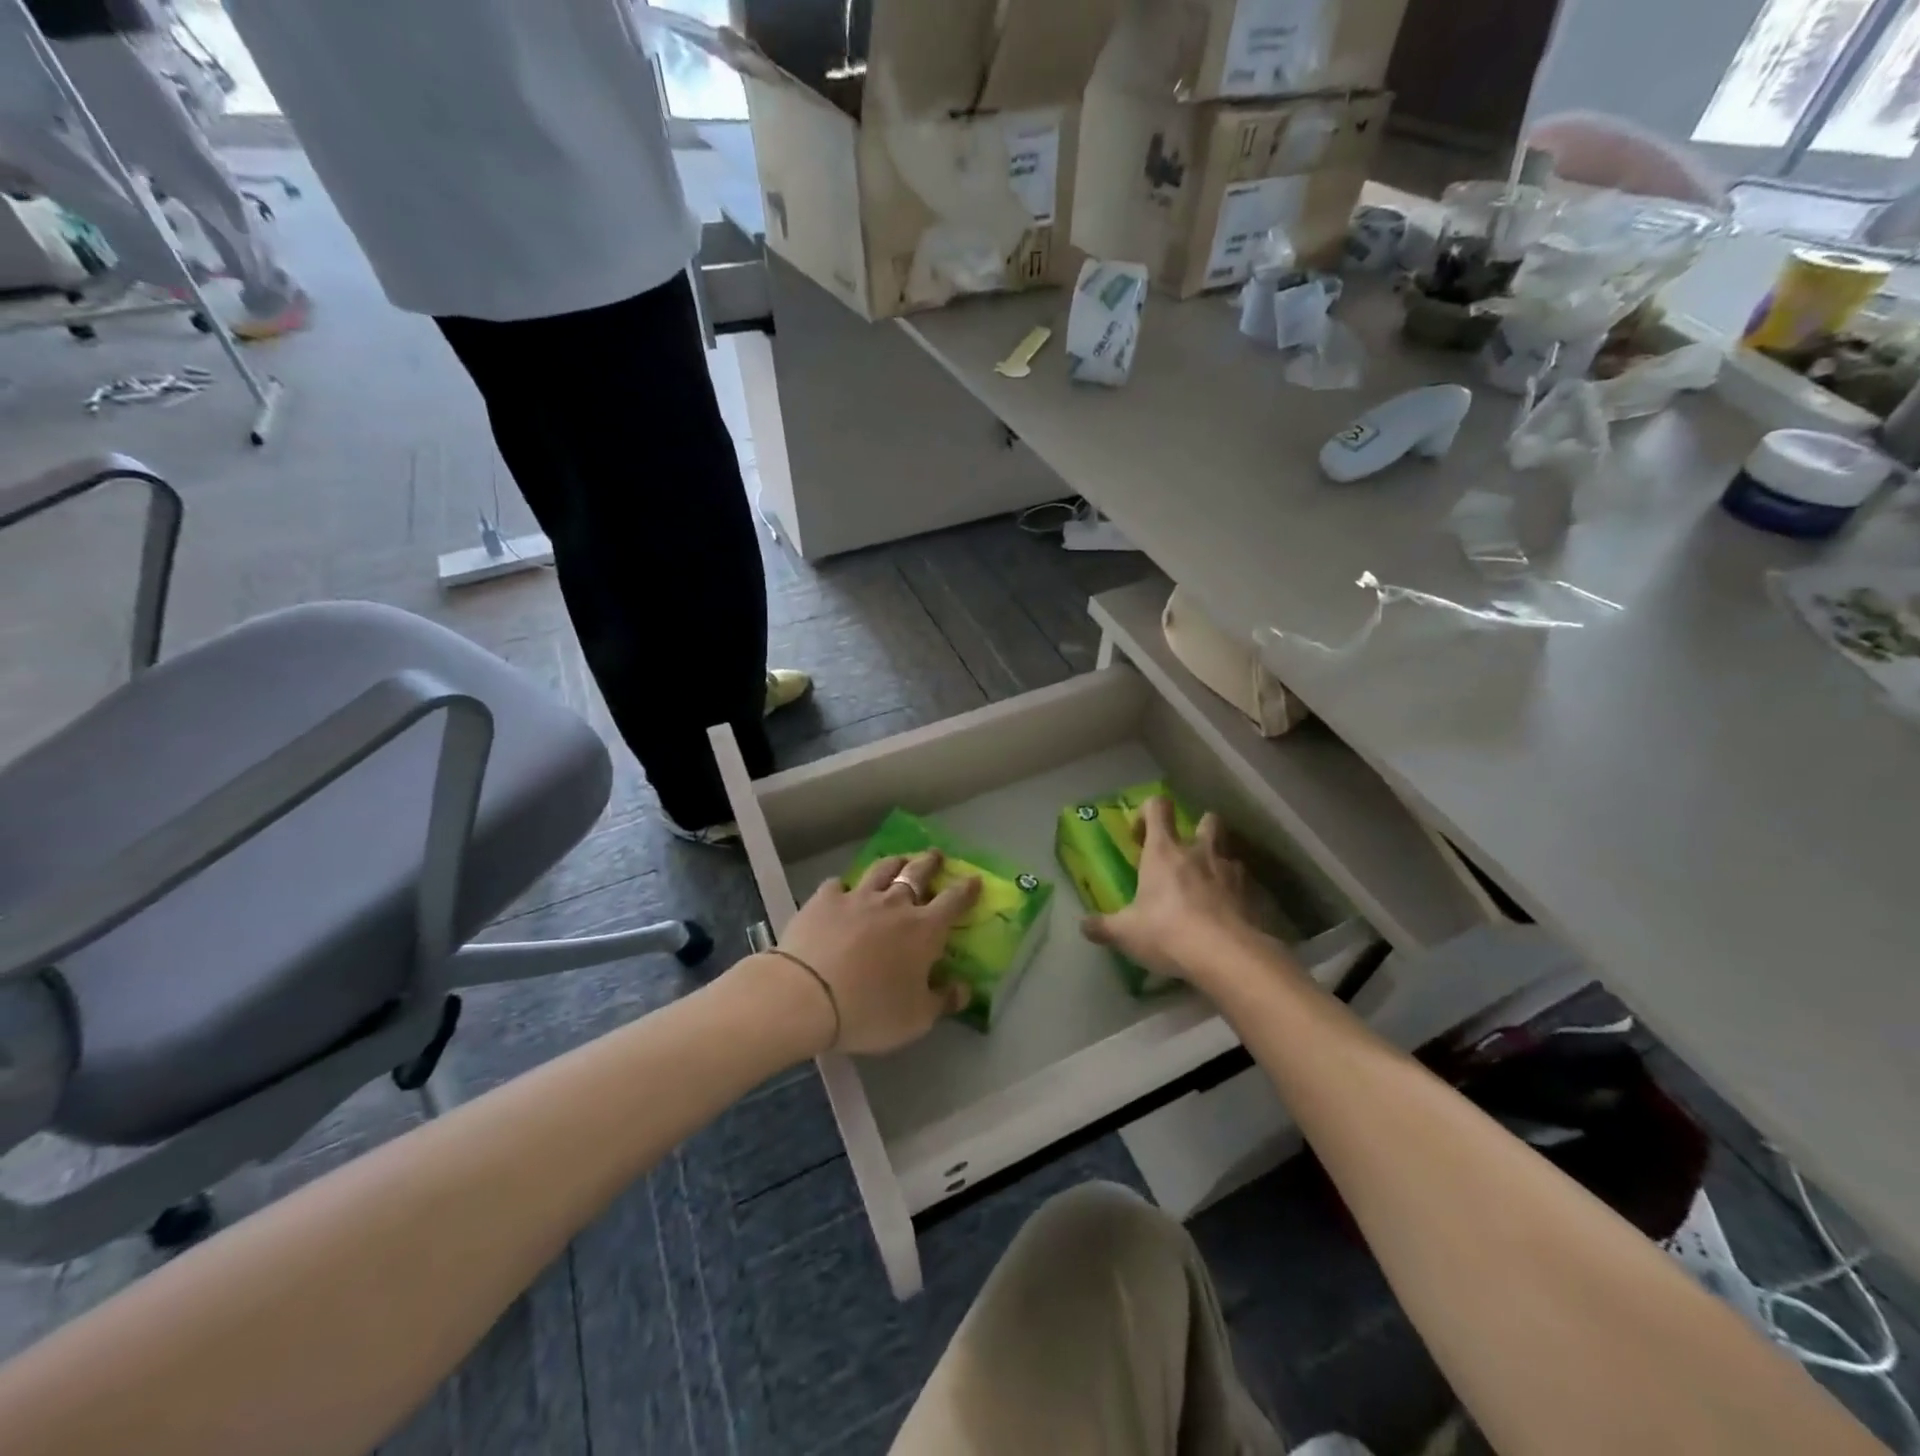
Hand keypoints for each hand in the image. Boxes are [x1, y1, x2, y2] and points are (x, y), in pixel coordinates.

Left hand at [772, 851, 979, 1055]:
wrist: (807, 995)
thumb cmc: (870, 1010)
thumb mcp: (916, 1019)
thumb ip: (943, 1001)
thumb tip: (964, 988)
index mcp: (924, 930)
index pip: (953, 902)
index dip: (966, 889)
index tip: (974, 879)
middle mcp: (894, 904)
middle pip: (917, 874)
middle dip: (930, 862)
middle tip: (935, 855)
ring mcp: (858, 898)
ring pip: (881, 869)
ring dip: (894, 862)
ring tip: (899, 859)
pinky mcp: (824, 900)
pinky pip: (838, 884)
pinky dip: (844, 886)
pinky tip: (842, 890)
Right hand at [1082, 798, 1271, 988]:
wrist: (1228, 956)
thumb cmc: (1167, 932)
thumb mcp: (1126, 933)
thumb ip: (1104, 927)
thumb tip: (1084, 926)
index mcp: (1164, 852)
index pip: (1158, 808)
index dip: (1148, 813)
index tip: (1139, 836)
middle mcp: (1200, 852)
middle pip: (1207, 820)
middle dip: (1198, 829)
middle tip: (1186, 854)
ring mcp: (1231, 871)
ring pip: (1229, 852)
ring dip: (1219, 864)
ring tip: (1208, 889)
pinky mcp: (1255, 895)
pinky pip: (1246, 885)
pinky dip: (1237, 894)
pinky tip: (1228, 916)